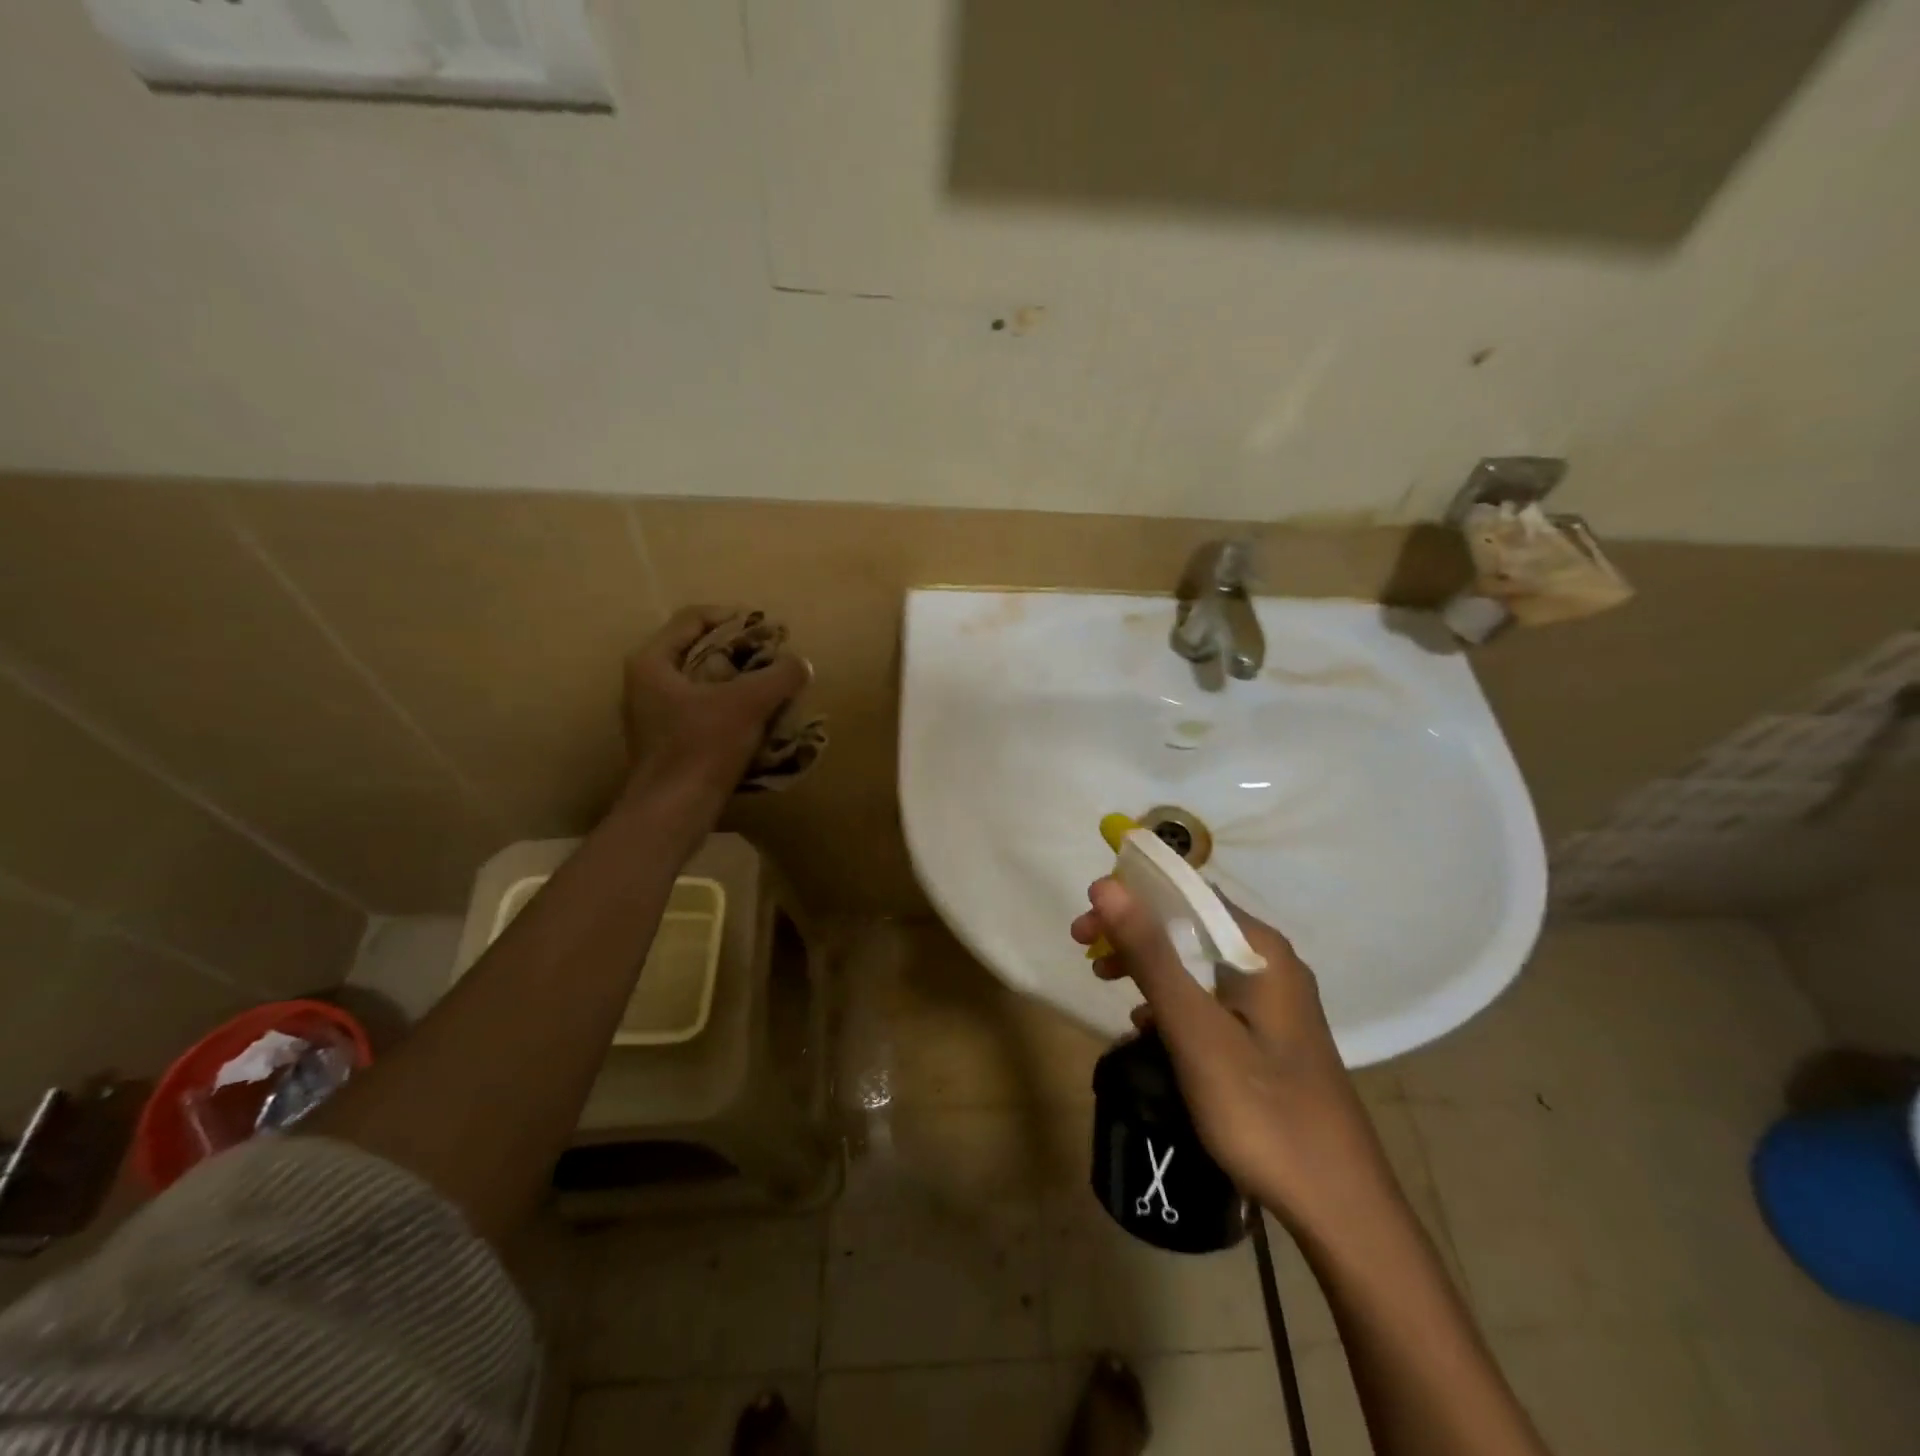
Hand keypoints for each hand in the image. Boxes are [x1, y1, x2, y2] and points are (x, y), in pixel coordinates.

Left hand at [622, 606, 808, 799]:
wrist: (673, 812)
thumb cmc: (701, 747)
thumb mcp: (748, 704)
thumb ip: (779, 676)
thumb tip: (800, 664)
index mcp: (652, 662)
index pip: (693, 618)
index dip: (733, 617)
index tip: (766, 629)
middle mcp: (646, 683)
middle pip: (698, 650)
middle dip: (739, 652)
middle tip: (773, 658)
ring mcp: (654, 715)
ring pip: (702, 682)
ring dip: (738, 681)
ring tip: (772, 687)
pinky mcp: (667, 742)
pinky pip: (703, 710)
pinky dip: (730, 708)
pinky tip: (758, 719)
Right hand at [1070, 879, 1387, 1227]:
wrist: (1340, 1209)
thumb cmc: (1262, 1111)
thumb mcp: (1195, 1030)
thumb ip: (1151, 955)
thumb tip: (1107, 885)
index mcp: (1260, 950)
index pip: (1186, 894)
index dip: (1130, 899)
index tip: (1085, 926)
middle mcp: (1271, 963)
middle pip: (1190, 926)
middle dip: (1135, 934)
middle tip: (1087, 954)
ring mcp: (1274, 1002)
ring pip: (1198, 963)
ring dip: (1150, 966)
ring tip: (1108, 984)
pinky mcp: (1270, 1036)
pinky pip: (1211, 998)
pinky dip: (1174, 1001)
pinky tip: (1149, 1027)